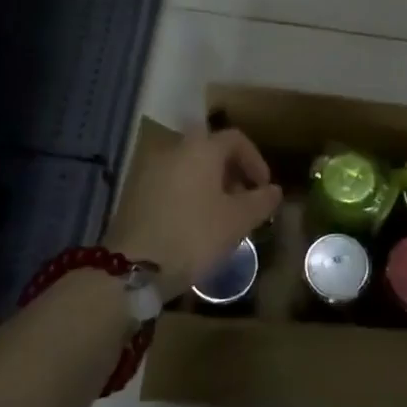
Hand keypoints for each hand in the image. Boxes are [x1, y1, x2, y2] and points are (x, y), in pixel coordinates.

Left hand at [109, 127, 283, 290]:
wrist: (132, 267)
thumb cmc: (194, 235)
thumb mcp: (238, 221)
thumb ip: (261, 201)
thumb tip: (274, 190)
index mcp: (201, 149)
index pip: (235, 139)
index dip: (255, 160)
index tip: (264, 187)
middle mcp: (173, 150)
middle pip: (209, 151)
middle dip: (231, 173)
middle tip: (244, 201)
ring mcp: (149, 170)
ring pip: (189, 168)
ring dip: (209, 185)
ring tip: (221, 216)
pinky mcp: (134, 193)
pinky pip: (171, 184)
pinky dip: (188, 195)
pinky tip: (193, 224)